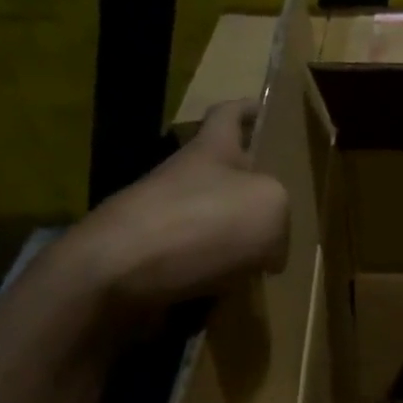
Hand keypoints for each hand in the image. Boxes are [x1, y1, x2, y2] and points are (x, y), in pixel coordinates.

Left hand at [48, 99, 289, 337]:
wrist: (119, 272)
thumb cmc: (203, 223)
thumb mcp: (270, 207)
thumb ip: (281, 219)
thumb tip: (268, 252)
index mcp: (212, 151)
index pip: (229, 115)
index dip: (247, 110)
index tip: (263, 110)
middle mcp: (184, 178)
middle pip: (223, 173)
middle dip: (250, 186)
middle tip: (283, 206)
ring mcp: (164, 218)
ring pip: (212, 220)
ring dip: (237, 238)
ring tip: (266, 262)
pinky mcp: (150, 259)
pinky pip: (198, 261)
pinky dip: (218, 275)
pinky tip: (234, 292)